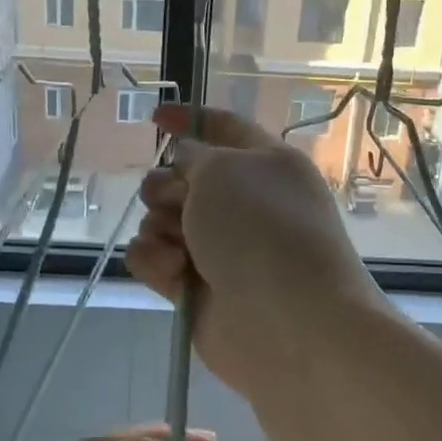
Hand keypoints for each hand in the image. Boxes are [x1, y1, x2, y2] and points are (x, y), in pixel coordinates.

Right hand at [126, 105, 388, 396]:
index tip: (156, 116)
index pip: (223, 129)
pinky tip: (173, 272)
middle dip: (166, 185)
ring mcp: (219, 247)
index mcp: (265, 164)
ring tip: (179, 247)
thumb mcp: (224, 170)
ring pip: (161, 219)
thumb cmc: (261, 231)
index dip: (190, 118)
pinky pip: (154, 258)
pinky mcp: (196, 286)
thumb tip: (187, 159)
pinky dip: (155, 260)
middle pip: (181, 178)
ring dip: (159, 226)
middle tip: (176, 201)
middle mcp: (243, 203)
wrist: (288, 324)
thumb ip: (195, 154)